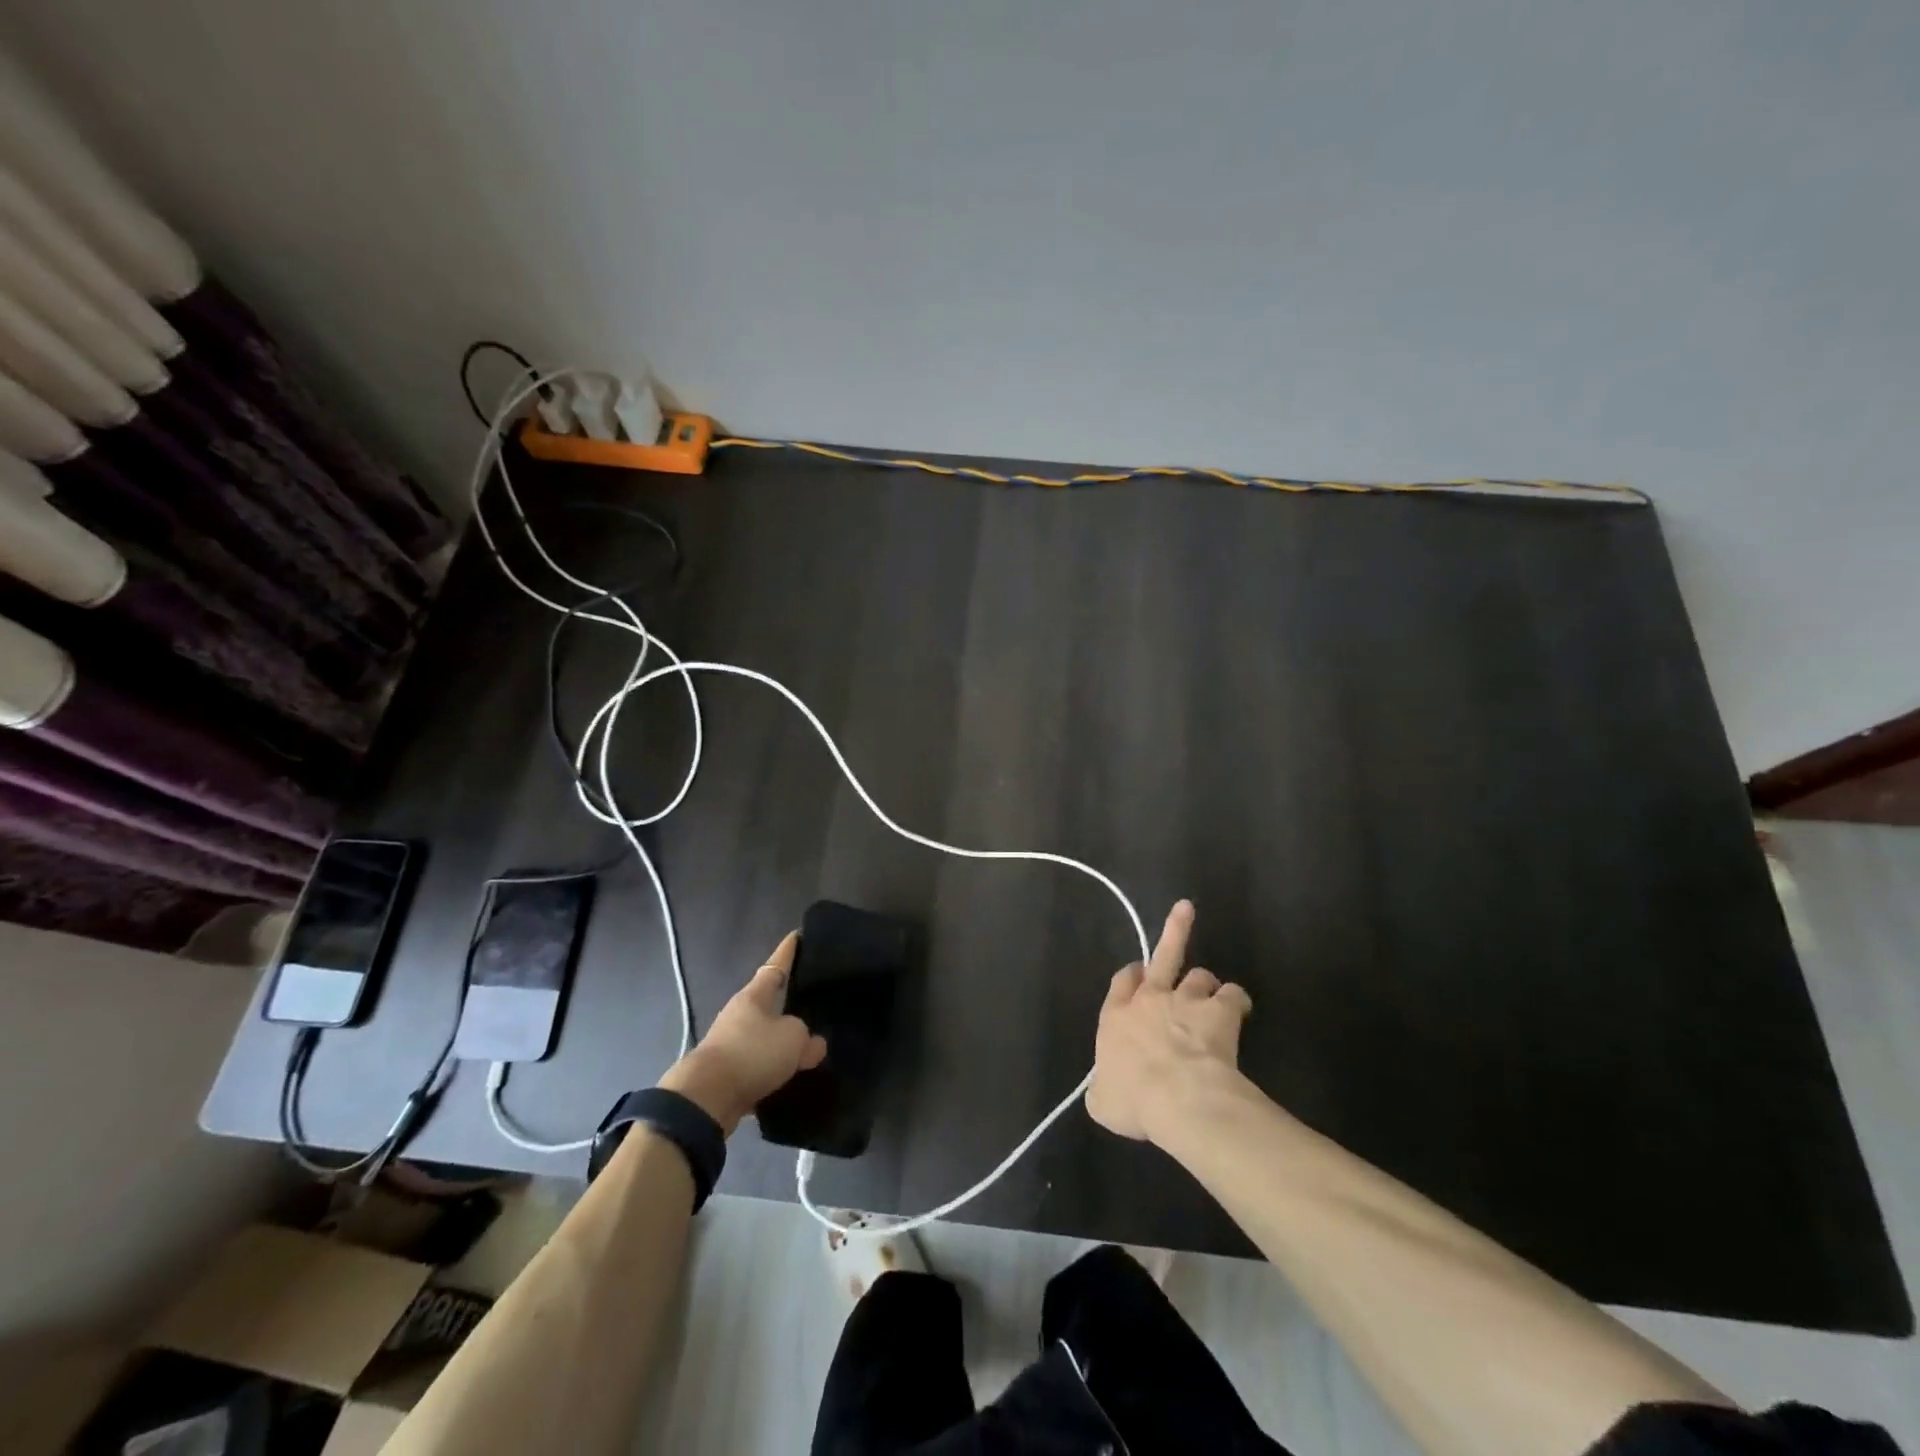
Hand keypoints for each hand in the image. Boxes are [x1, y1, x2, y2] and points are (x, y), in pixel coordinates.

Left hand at [657, 932, 826, 1135]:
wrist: (706, 1098)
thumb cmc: (751, 1053)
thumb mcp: (792, 1039)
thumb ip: (807, 1038)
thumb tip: (811, 1043)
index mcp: (754, 996)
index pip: (776, 965)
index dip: (788, 951)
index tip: (797, 934)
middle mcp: (740, 1014)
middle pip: (768, 1002)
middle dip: (786, 1001)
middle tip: (812, 999)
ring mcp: (730, 1044)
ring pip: (763, 1036)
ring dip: (780, 1042)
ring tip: (806, 1047)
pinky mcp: (727, 1073)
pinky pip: (758, 1066)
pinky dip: (772, 1070)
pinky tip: (790, 1079)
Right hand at [1086, 900, 1252, 1143]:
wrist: (1178, 1097)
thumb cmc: (1134, 1100)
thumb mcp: (1102, 1102)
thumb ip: (1102, 1089)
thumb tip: (1104, 1090)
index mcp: (1116, 1017)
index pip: (1122, 982)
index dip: (1131, 975)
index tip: (1138, 973)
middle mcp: (1150, 1000)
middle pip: (1162, 956)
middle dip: (1174, 931)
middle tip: (1185, 908)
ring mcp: (1186, 1001)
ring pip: (1199, 976)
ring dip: (1207, 986)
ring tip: (1216, 998)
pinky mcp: (1218, 1012)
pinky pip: (1233, 996)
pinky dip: (1237, 1002)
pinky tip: (1241, 1011)